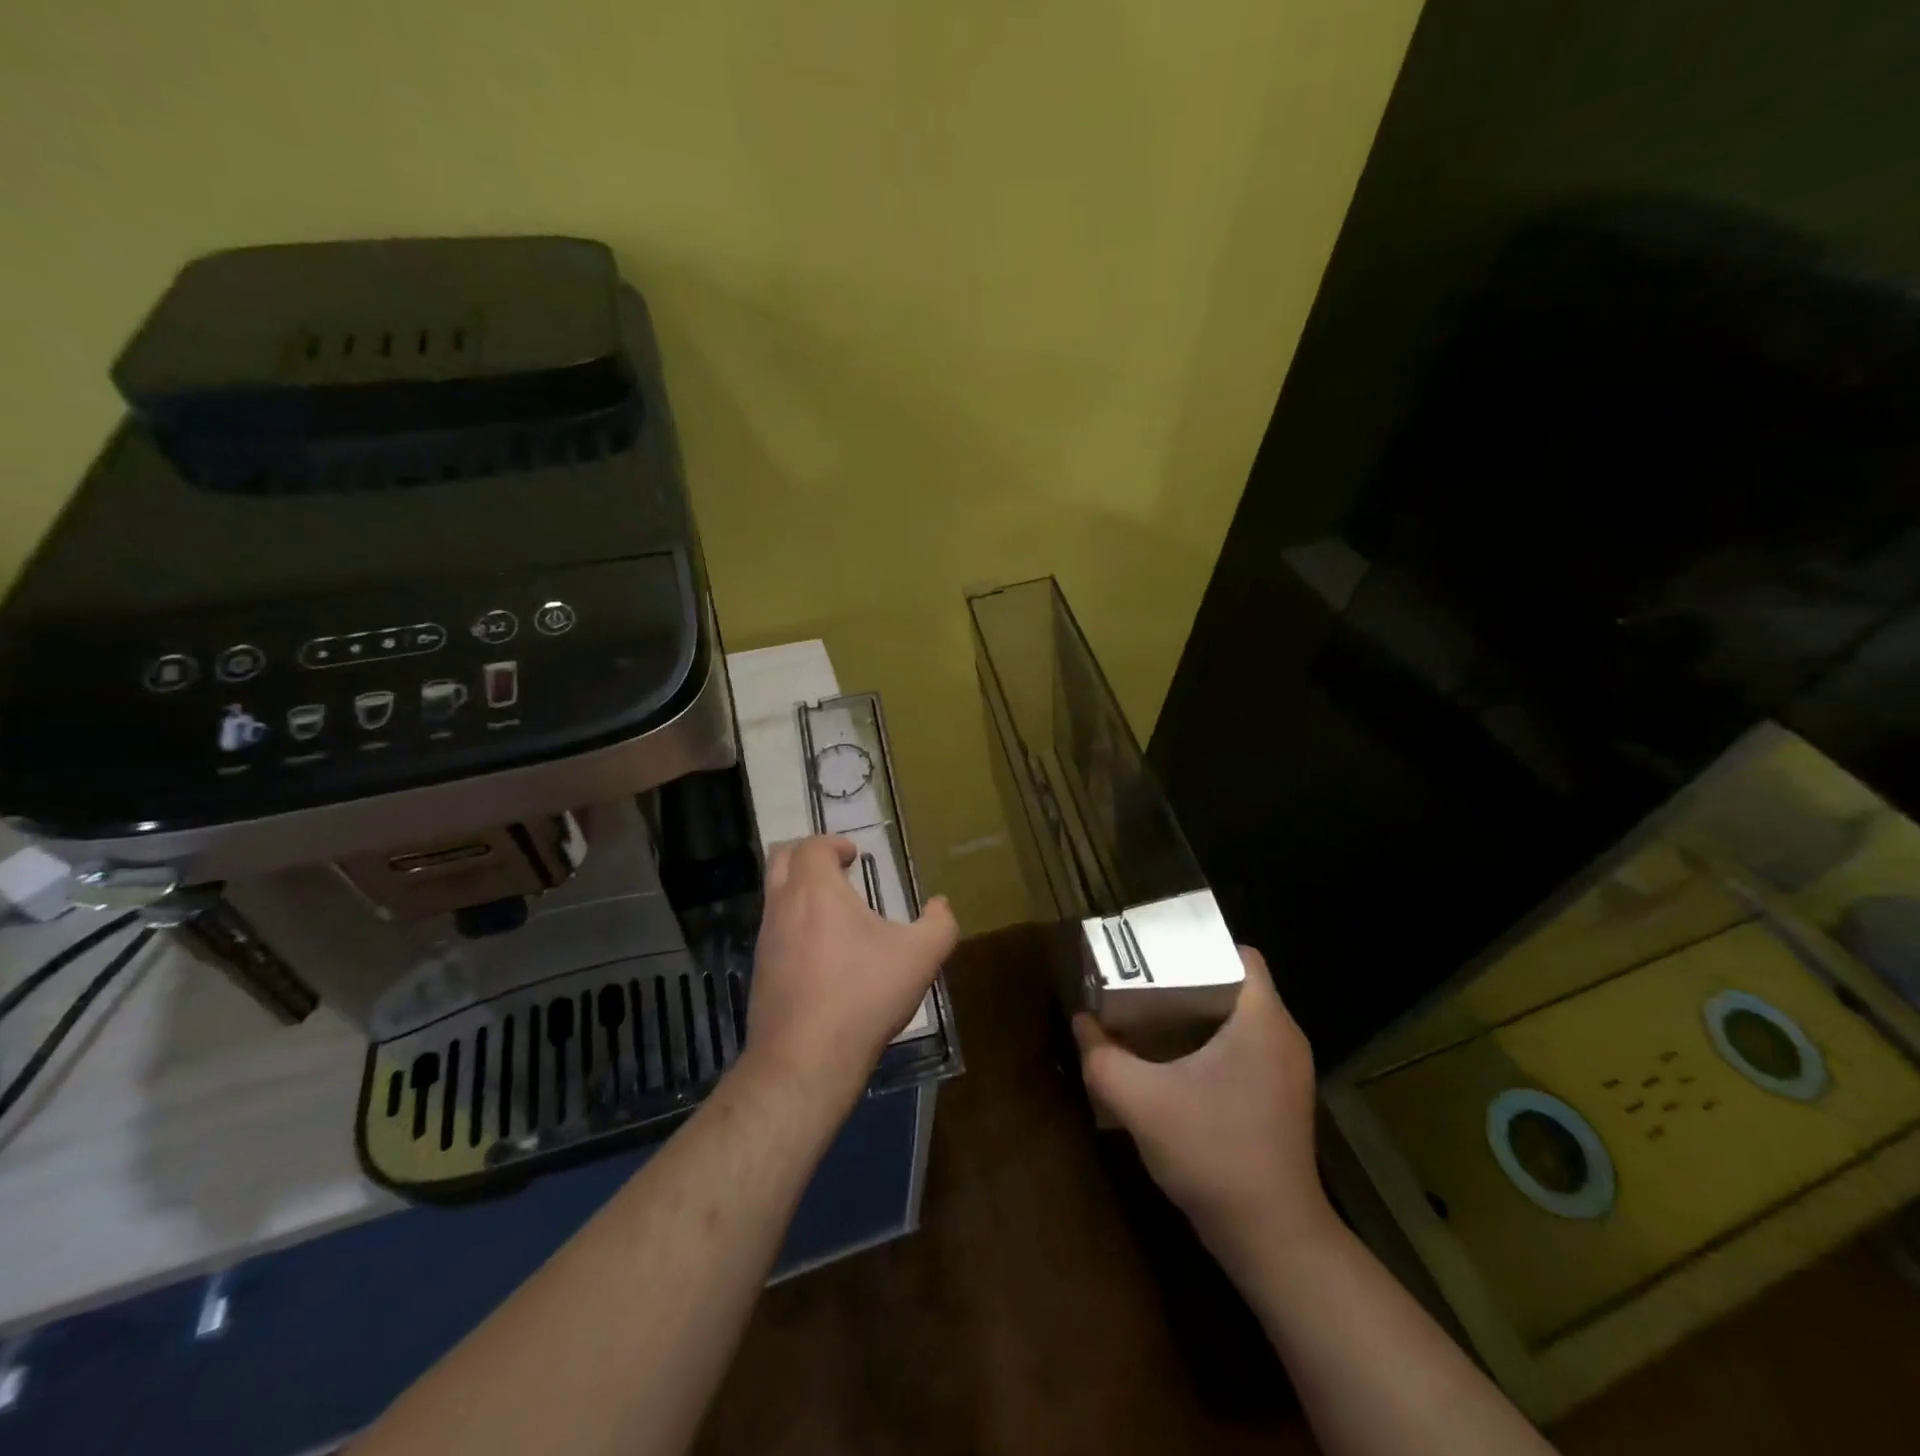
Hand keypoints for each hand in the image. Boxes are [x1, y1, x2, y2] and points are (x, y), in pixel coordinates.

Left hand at [744, 835, 957, 1110]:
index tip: (854, 855)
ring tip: (835, 913)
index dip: (833, 843)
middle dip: (808, 856)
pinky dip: (794, 925)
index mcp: (817, 891)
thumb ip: (940, 925)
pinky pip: (774, 931)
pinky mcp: (760, 972)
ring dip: (800, 892)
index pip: (813, 846)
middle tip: (836, 869)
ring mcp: (766, 940)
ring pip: (774, 896)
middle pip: (781, 859)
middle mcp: (783, 906)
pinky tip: (823, 955)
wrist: (805, 1060)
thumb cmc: (863, 996)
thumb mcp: (920, 957)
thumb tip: (941, 905)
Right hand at [1072, 946, 1333, 1277]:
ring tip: (1153, 1015)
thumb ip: (1102, 1057)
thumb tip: (1081, 1021)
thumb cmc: (1212, 1153)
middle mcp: (1284, 1036)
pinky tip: (1178, 1062)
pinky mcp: (1284, 1098)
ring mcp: (1289, 1070)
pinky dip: (1215, 1041)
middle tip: (1144, 982)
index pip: (1239, 954)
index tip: (1158, 954)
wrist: (1273, 1239)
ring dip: (1201, 1012)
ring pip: (1242, 1017)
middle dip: (1190, 977)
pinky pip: (1249, 1046)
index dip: (1199, 945)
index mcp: (1262, 1019)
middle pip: (1237, 983)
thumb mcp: (1140, 1101)